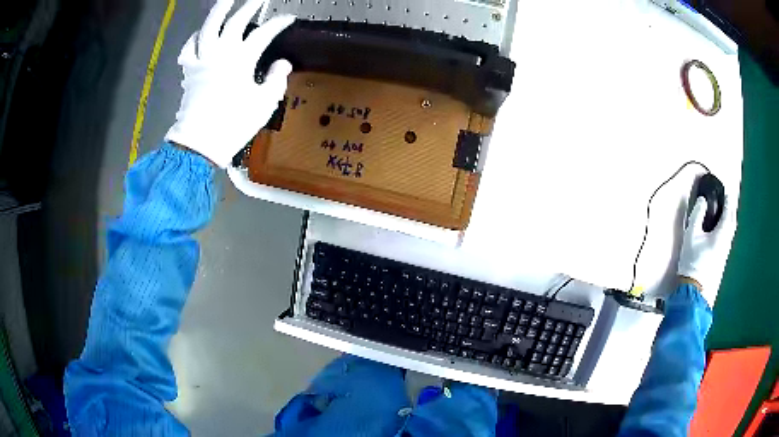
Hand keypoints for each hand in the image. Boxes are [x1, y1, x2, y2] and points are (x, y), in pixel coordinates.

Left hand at [165, 0, 293, 167]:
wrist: (200, 143)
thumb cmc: (234, 123)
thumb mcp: (263, 103)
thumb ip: (275, 79)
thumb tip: (281, 63)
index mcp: (241, 59)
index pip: (264, 33)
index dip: (279, 23)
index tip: (289, 18)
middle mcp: (221, 53)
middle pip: (236, 21)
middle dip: (250, 6)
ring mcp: (202, 60)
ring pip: (208, 27)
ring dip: (218, 10)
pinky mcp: (188, 71)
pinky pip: (189, 48)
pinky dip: (194, 38)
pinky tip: (200, 34)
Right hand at [677, 196, 736, 306]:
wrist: (694, 288)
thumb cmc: (692, 260)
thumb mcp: (691, 235)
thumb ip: (697, 215)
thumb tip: (702, 200)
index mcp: (721, 233)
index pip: (728, 212)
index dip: (727, 200)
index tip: (726, 191)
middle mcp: (727, 241)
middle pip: (732, 221)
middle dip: (731, 209)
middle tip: (727, 201)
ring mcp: (725, 251)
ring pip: (731, 231)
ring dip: (730, 220)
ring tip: (724, 214)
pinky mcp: (723, 259)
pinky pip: (728, 238)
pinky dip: (727, 229)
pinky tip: (722, 230)